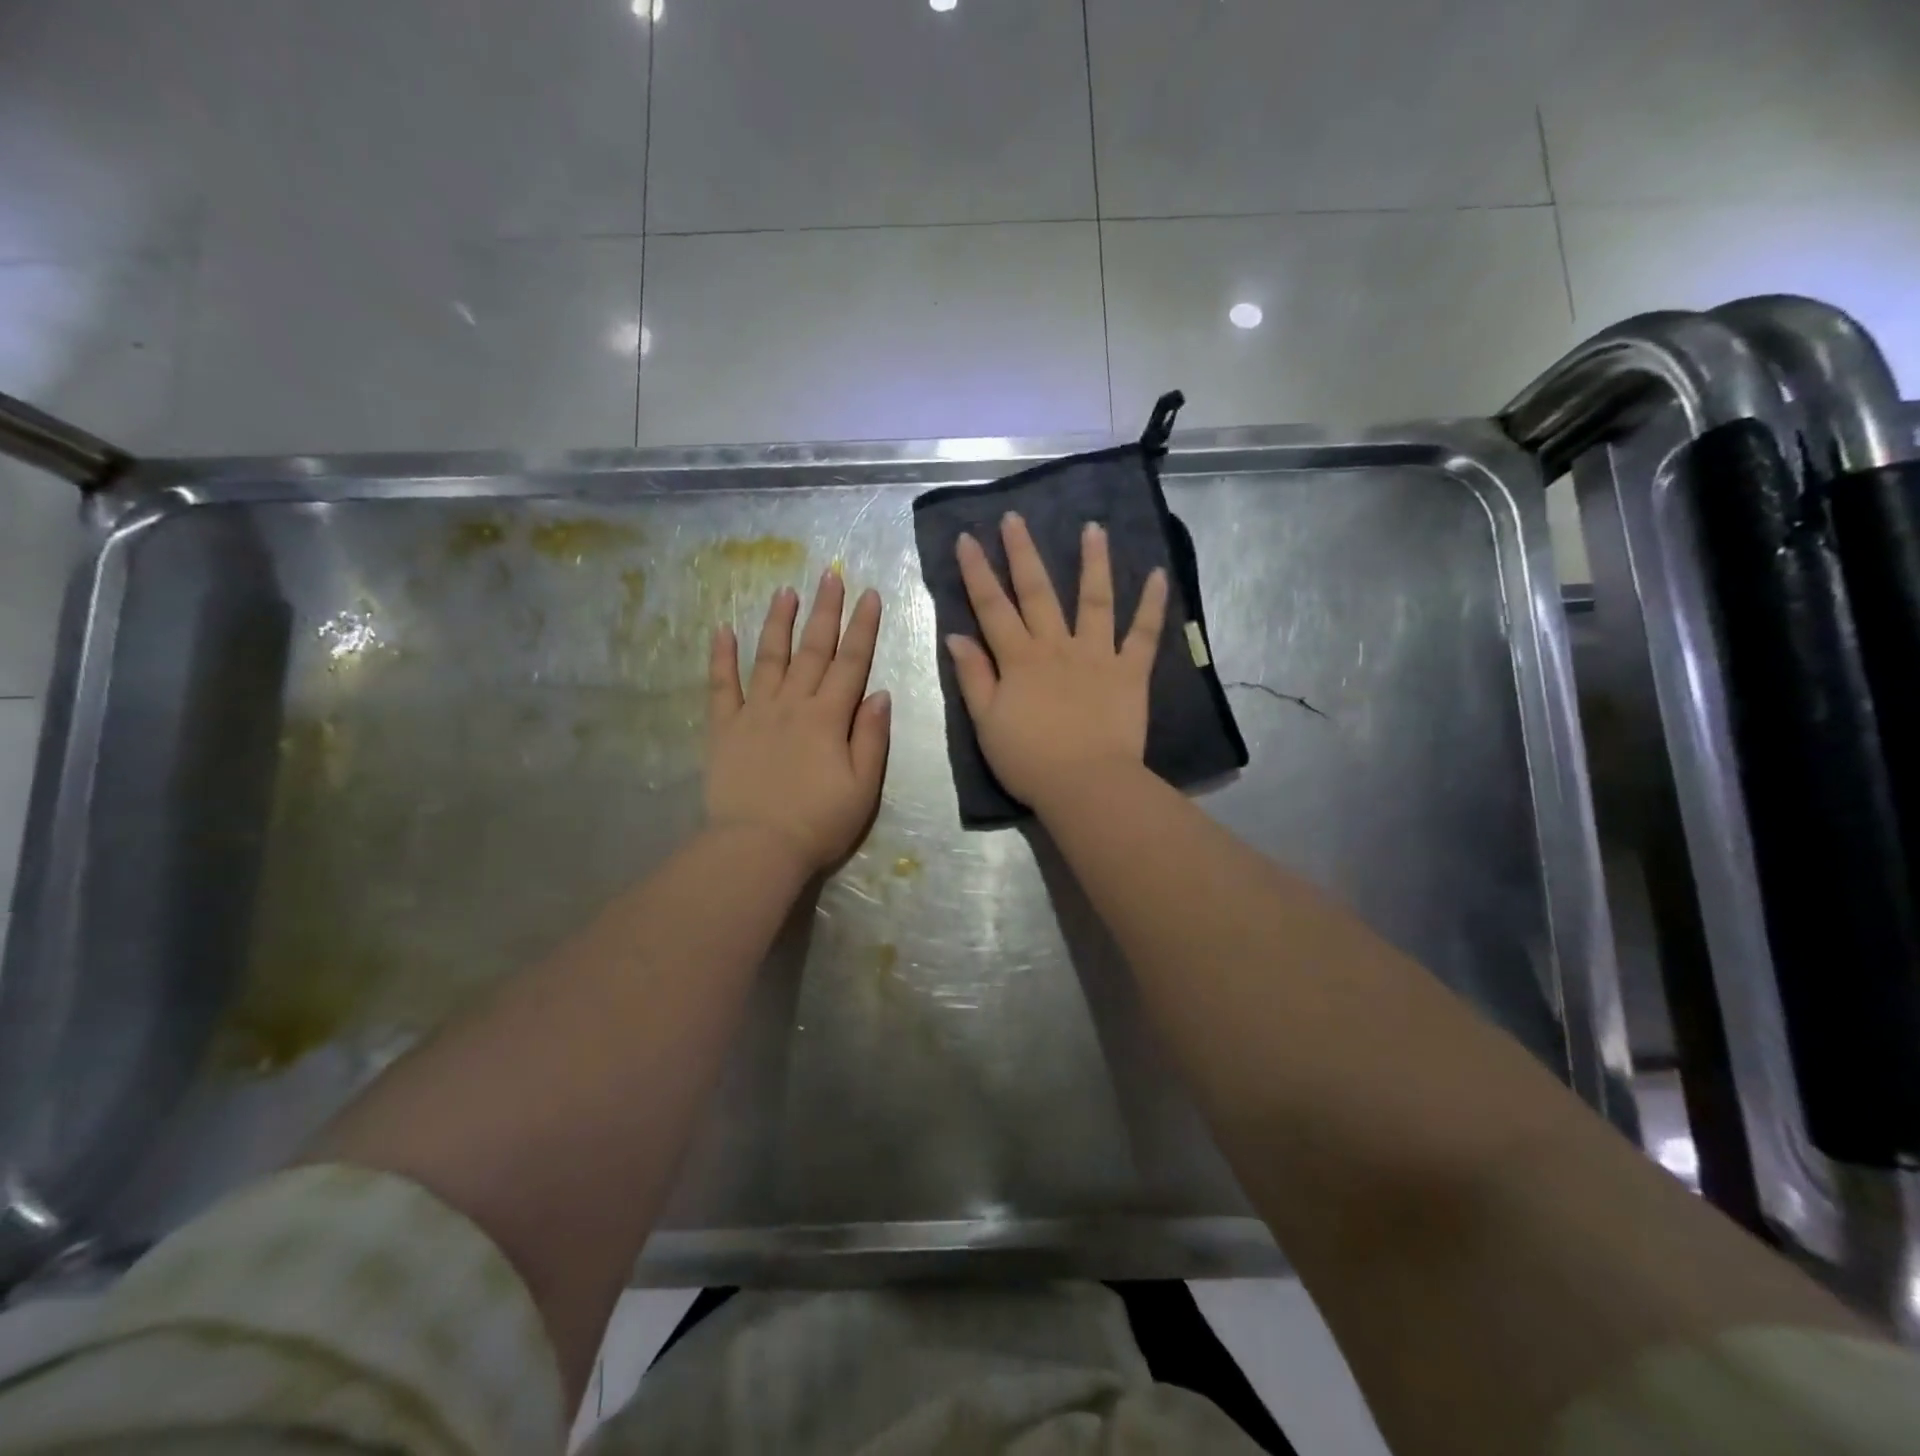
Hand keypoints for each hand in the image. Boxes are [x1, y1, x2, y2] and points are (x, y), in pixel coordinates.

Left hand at [706, 572, 891, 873]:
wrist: (758, 847)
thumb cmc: (819, 823)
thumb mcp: (863, 787)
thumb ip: (871, 738)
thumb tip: (880, 694)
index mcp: (829, 718)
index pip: (851, 663)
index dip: (861, 627)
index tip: (868, 594)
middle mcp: (792, 704)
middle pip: (812, 650)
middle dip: (824, 610)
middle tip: (831, 574)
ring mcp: (754, 713)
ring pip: (769, 657)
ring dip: (779, 622)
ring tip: (785, 590)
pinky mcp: (724, 728)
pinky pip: (721, 686)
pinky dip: (721, 658)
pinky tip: (722, 631)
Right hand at [947, 512, 1167, 812]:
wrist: (1085, 784)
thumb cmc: (1029, 760)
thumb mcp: (986, 722)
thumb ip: (973, 676)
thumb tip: (957, 635)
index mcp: (1019, 659)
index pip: (992, 607)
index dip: (977, 572)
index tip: (967, 538)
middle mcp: (1057, 646)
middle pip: (1038, 592)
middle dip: (1023, 553)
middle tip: (1016, 518)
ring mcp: (1097, 655)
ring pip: (1094, 600)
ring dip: (1093, 562)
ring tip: (1093, 528)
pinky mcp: (1130, 672)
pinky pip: (1143, 634)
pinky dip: (1152, 605)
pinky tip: (1159, 575)